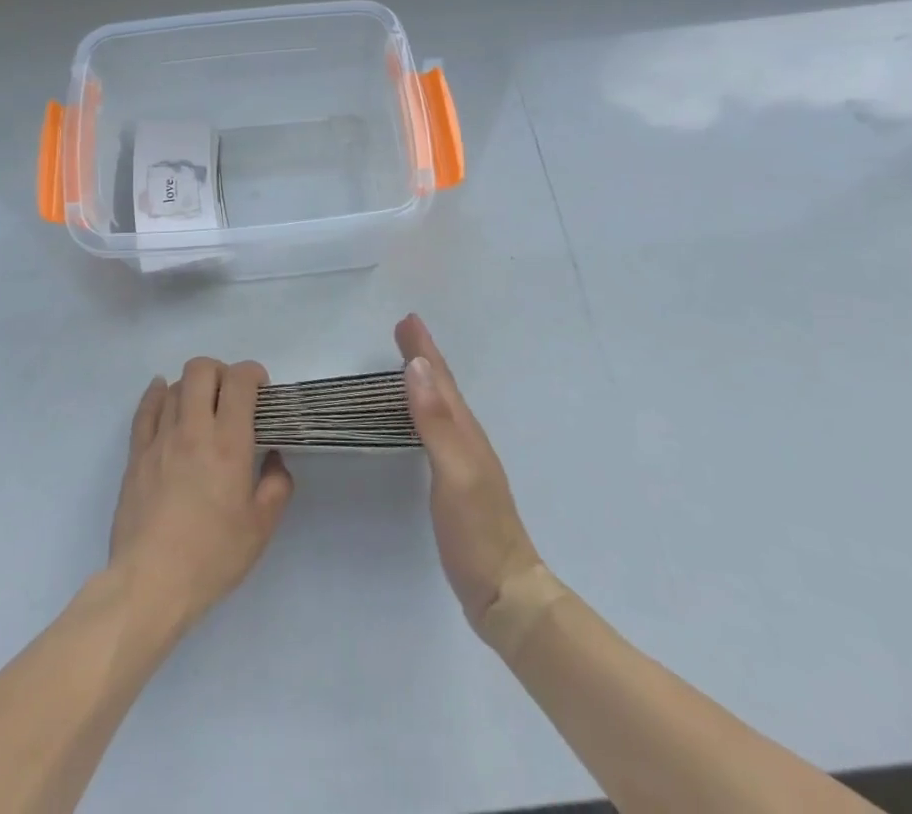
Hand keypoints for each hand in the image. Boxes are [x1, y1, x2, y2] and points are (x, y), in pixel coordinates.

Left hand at [108, 358, 293, 632]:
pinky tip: (162, 392)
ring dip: (192, 387)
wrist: (150, 583)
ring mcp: (160, 439)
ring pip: (173, 386)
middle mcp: (193, 430)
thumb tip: (273, 458)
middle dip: (220, 372)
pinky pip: (145, 408)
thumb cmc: (211, 557)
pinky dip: (156, 393)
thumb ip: (276, 486)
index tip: (261, 391)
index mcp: (228, 444)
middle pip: (201, 370)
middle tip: (230, 396)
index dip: (253, 374)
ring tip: (201, 408)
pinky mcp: (136, 454)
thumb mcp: (261, 528)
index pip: (239, 381)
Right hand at [397, 314, 544, 635]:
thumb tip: (417, 367)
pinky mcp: (457, 483)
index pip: (440, 380)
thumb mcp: (454, 472)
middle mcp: (467, 439)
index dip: (424, 349)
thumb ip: (435, 421)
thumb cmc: (477, 531)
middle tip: (405, 330)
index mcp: (465, 432)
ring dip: (425, 379)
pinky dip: (425, 410)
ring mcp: (464, 462)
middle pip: (443, 388)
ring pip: (441, 407)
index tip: (407, 320)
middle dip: (424, 356)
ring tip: (408, 362)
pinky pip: (437, 430)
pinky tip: (418, 419)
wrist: (506, 592)